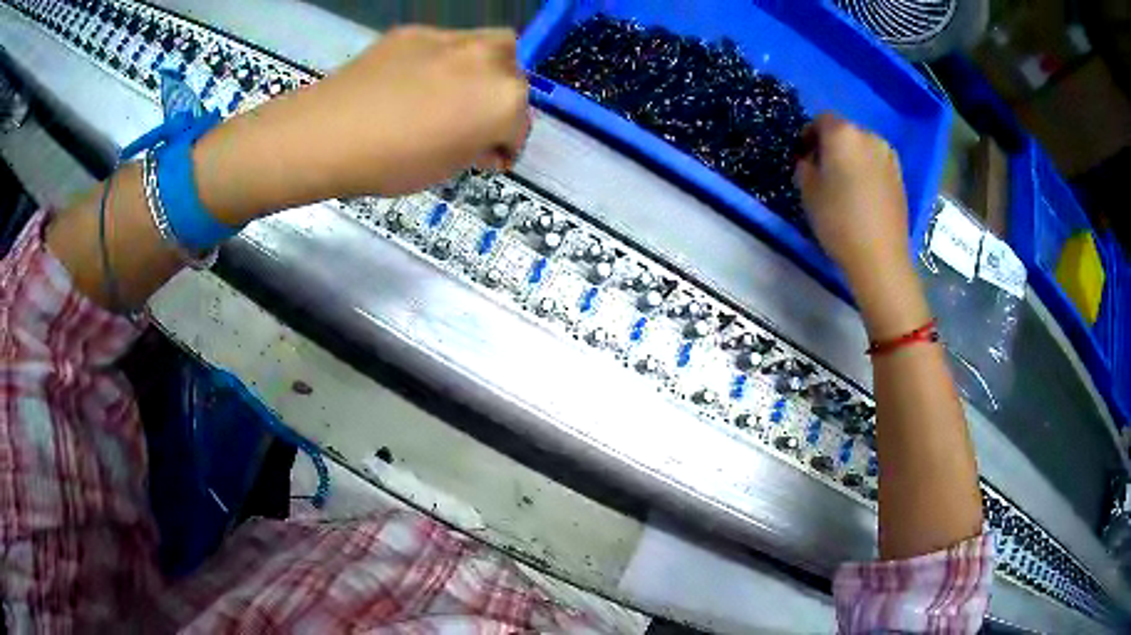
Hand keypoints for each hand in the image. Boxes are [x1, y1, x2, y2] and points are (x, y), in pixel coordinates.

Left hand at [194, 26, 529, 222]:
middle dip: (502, 101)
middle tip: (474, 122)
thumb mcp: (445, 168)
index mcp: (503, 100)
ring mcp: (452, 39)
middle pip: (514, 77)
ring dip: (484, 72)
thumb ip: (476, 148)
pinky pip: (445, 45)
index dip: (506, 146)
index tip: (489, 158)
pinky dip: (443, 62)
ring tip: (452, 94)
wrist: (327, 133)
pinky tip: (413, 82)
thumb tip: (483, 141)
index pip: (521, 125)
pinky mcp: (416, 31)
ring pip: (489, 47)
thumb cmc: (389, 163)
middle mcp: (489, 60)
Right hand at [795, 113, 928, 337]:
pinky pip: (877, 164)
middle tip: (822, 170)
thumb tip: (811, 160)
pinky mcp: (900, 176)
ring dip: (851, 158)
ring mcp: (888, 156)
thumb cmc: (838, 220)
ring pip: (863, 148)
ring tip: (844, 184)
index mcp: (843, 134)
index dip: (809, 135)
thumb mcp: (808, 191)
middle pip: (845, 132)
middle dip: (832, 146)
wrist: (880, 257)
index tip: (803, 156)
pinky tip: (863, 195)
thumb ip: (805, 166)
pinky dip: (867, 171)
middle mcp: (869, 136)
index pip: (821, 120)